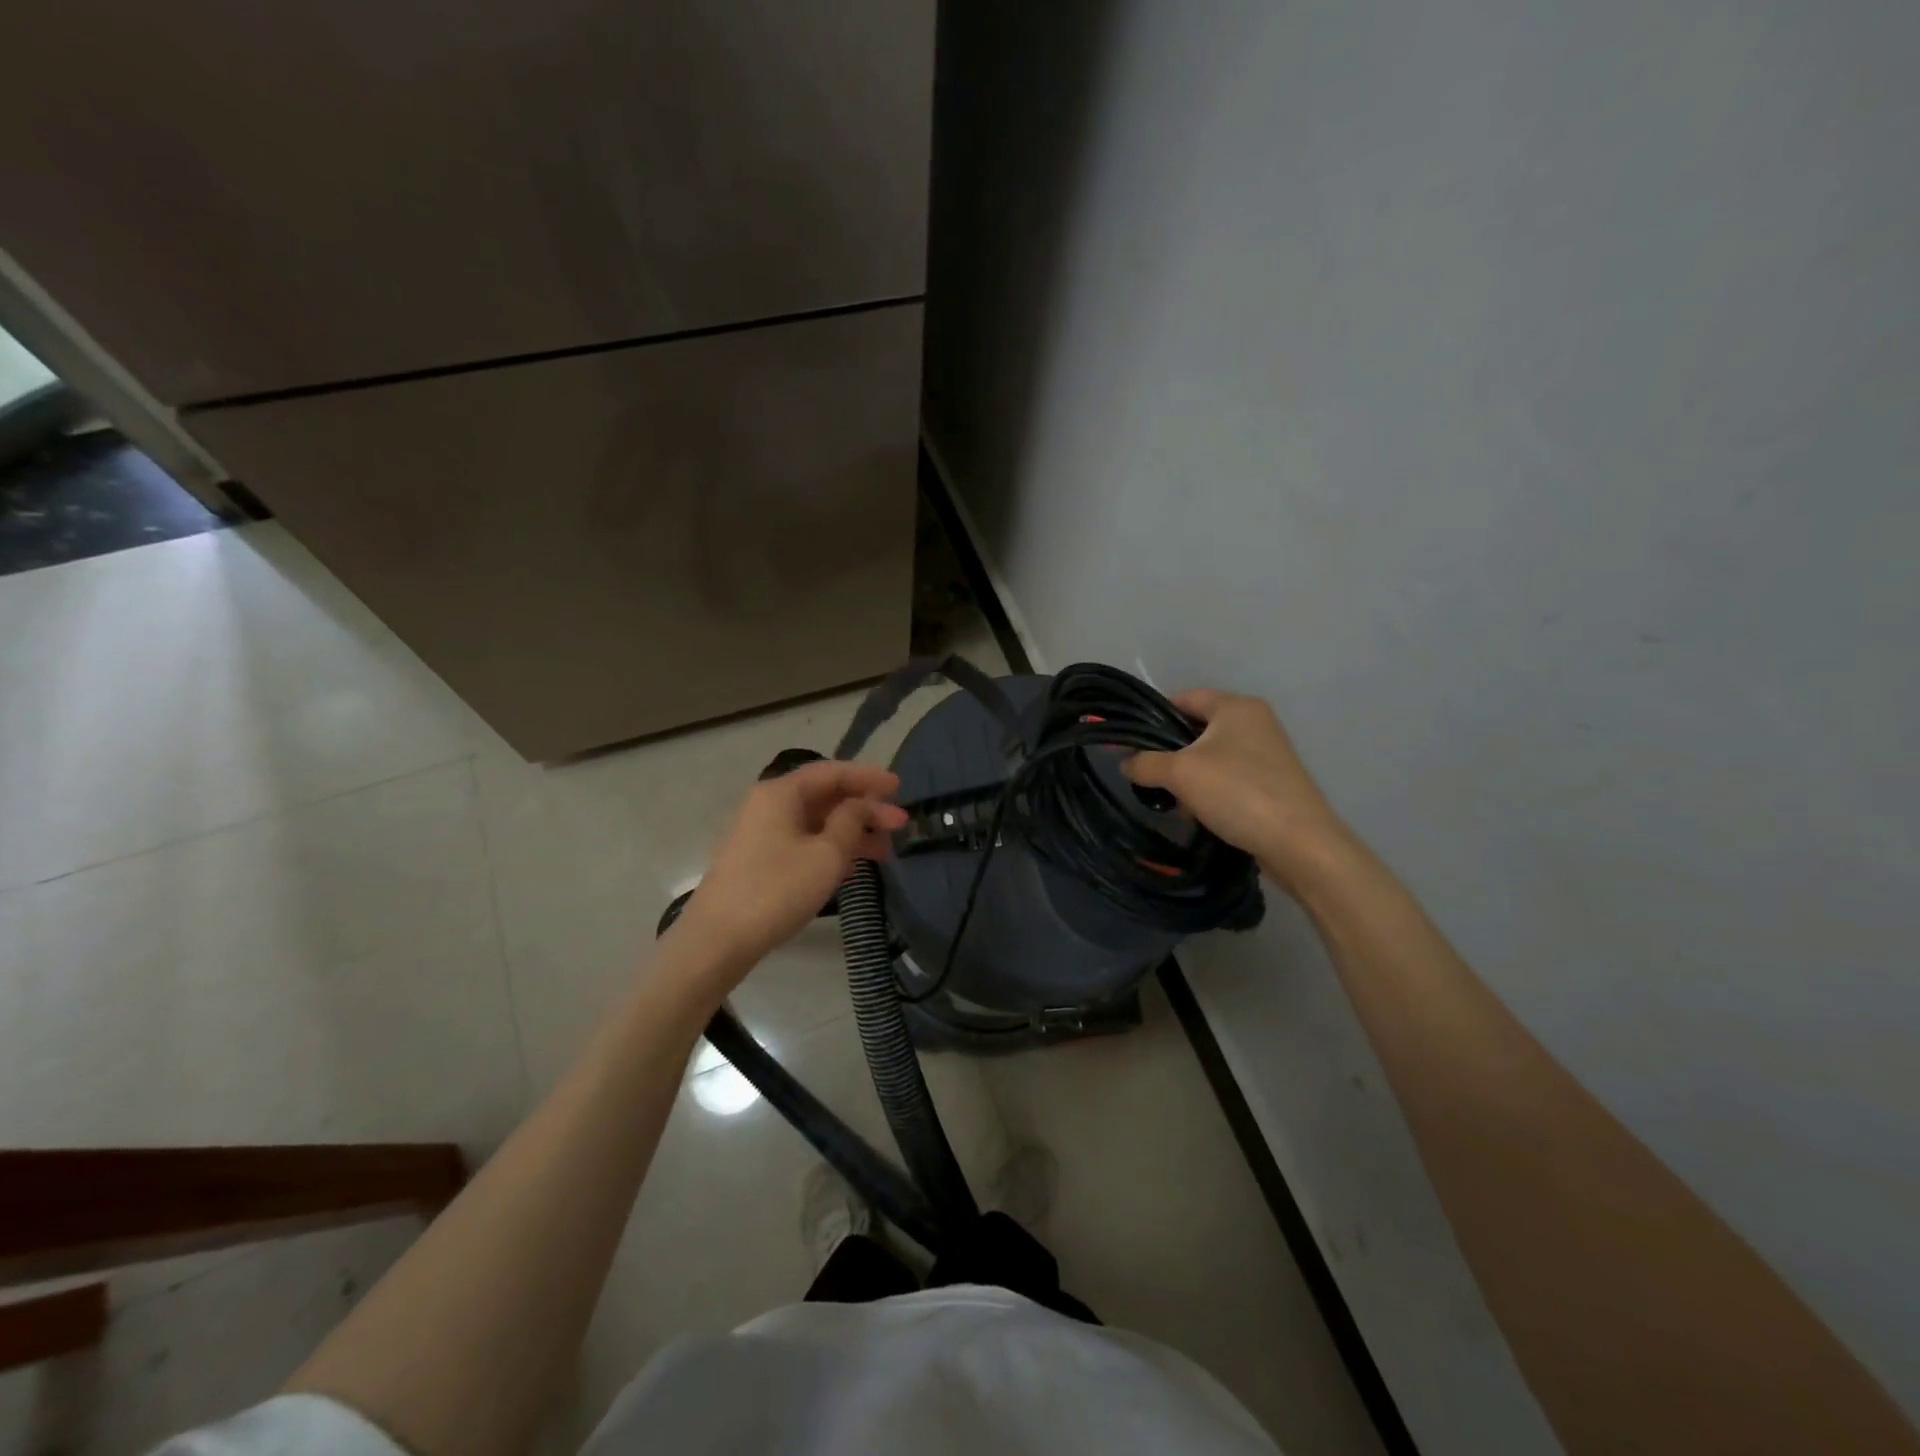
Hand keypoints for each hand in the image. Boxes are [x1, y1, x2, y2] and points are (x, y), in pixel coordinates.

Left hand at [671, 761, 908, 973]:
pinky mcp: (759, 861)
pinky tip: (854, 867)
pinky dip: (831, 849)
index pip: (832, 772)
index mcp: (781, 793)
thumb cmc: (776, 890)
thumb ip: (850, 821)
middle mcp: (768, 805)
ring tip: (885, 852)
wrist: (716, 940)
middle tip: (900, 825)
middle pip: (825, 797)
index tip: (899, 787)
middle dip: (865, 809)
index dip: (868, 778)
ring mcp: (761, 834)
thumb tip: (860, 804)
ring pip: (816, 823)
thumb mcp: (826, 855)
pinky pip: (803, 843)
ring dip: (851, 833)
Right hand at [1122, 690, 1347, 889]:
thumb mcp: (1179, 773)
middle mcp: (1254, 722)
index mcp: (1236, 706)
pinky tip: (1199, 816)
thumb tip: (1123, 763)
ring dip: (1188, 779)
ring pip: (1210, 758)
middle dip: (1169, 755)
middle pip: (1196, 730)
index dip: (1154, 717)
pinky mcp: (1271, 782)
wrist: (1298, 843)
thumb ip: (1145, 763)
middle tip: (1149, 777)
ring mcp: (1266, 753)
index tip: (1132, 743)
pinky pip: (1228, 779)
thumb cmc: (1237, 792)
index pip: (1184, 698)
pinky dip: (1209, 793)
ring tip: (1174, 803)